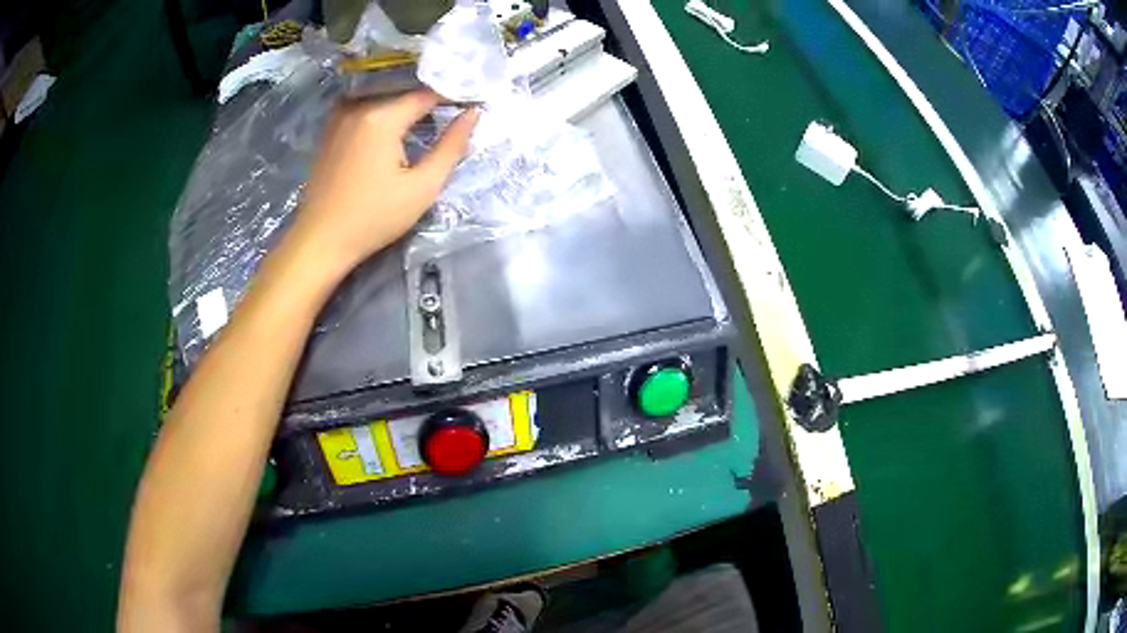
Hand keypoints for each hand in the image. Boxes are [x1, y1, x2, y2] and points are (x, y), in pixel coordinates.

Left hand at [289, 89, 479, 275]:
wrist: (320, 240)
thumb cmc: (373, 218)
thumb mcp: (422, 187)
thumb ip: (451, 146)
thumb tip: (474, 113)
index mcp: (382, 117)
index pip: (428, 93)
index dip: (454, 97)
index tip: (473, 105)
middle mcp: (359, 106)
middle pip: (405, 93)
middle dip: (431, 100)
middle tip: (455, 114)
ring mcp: (340, 116)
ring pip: (385, 99)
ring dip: (407, 107)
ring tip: (430, 121)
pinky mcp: (331, 129)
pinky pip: (367, 109)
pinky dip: (386, 114)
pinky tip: (398, 131)